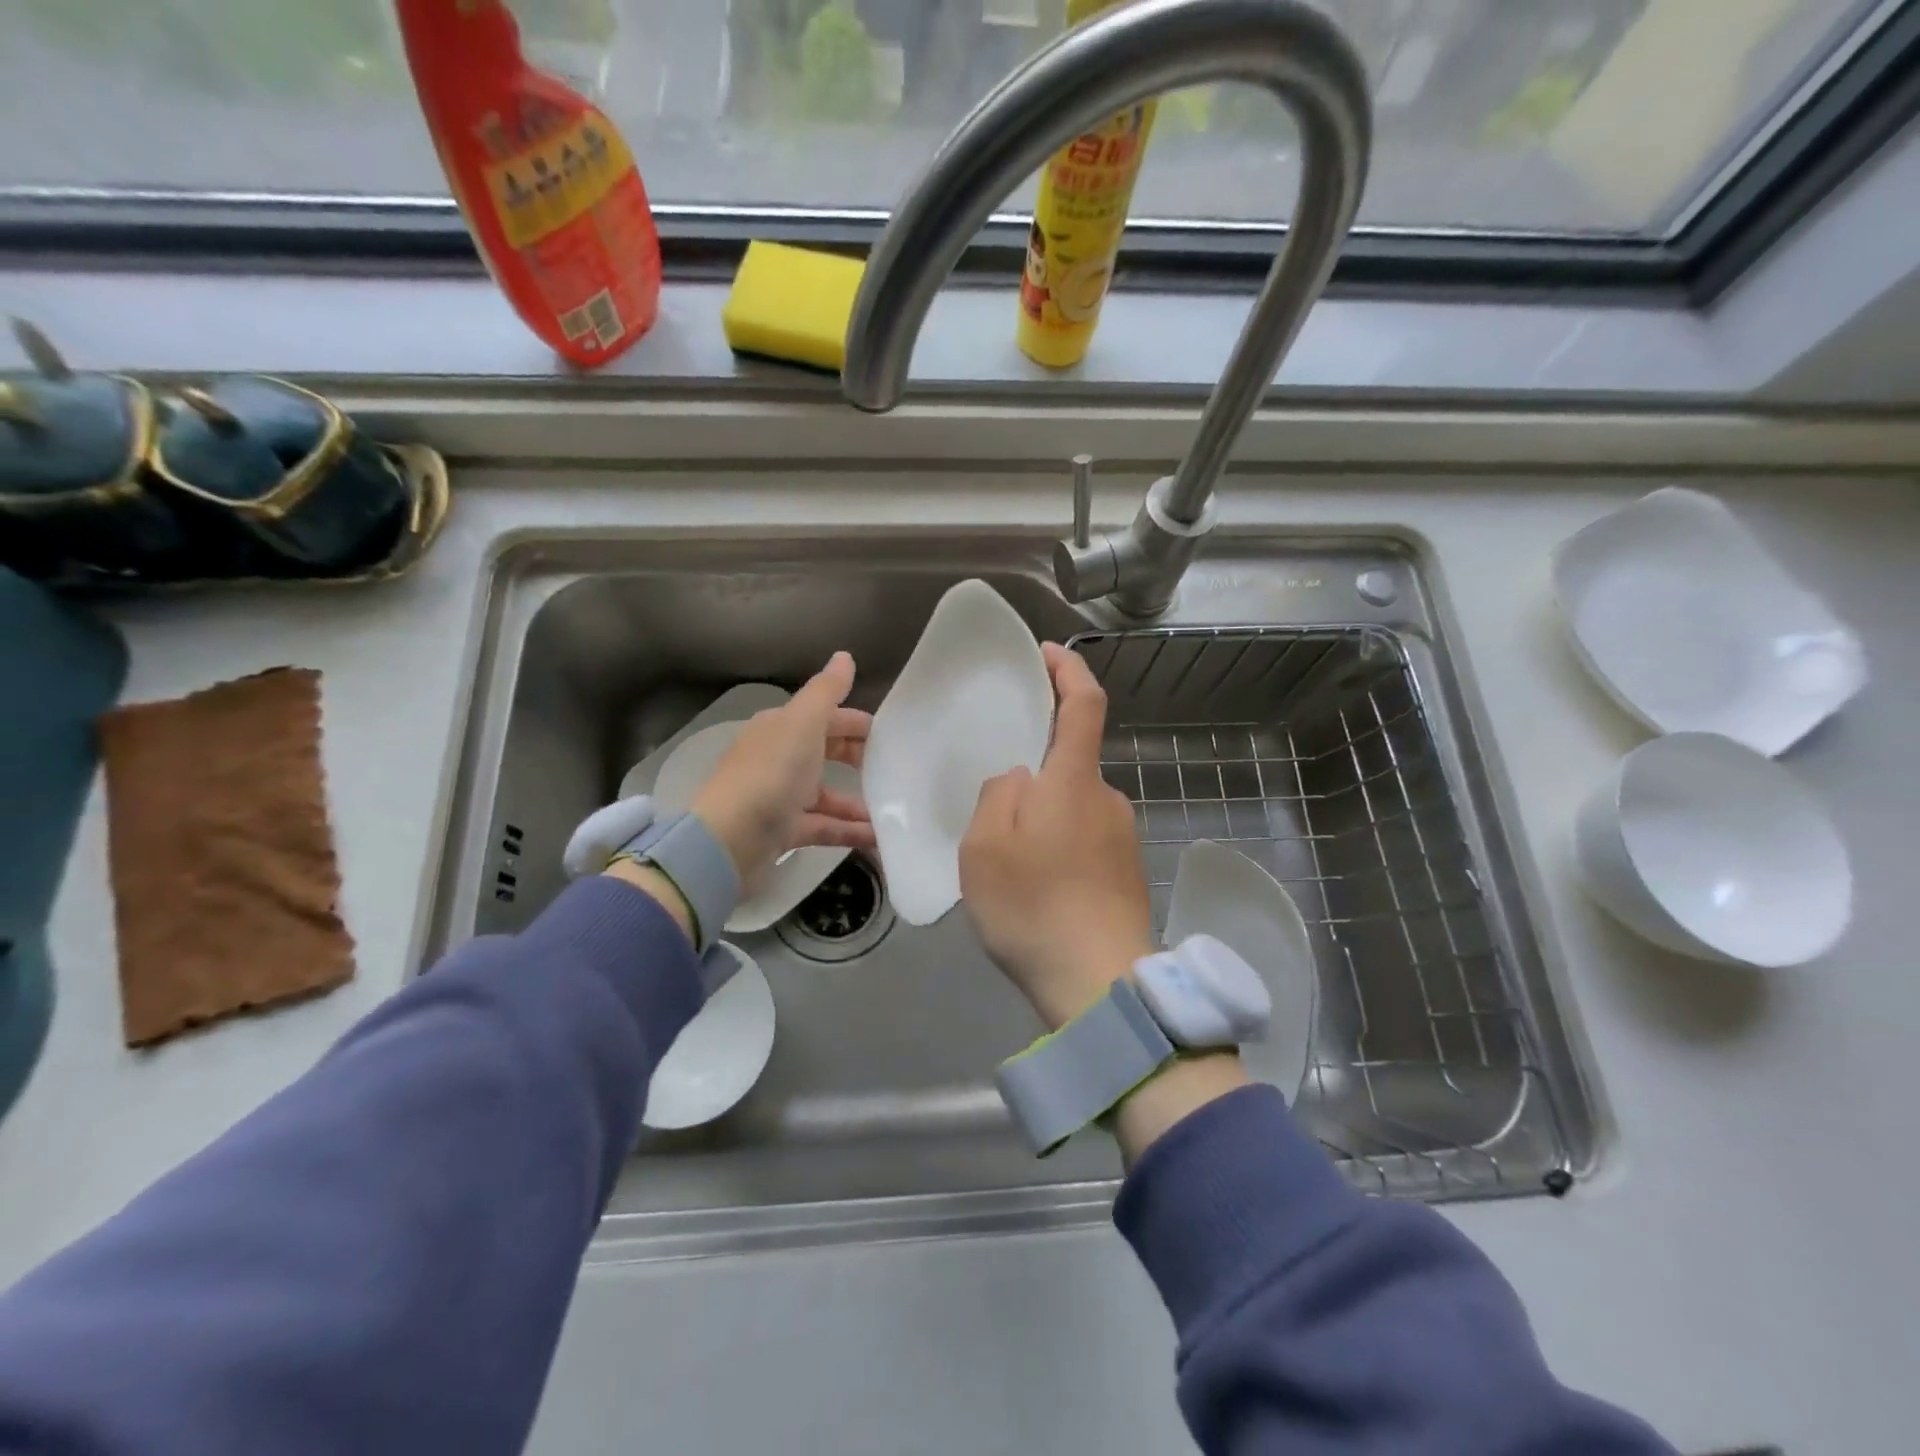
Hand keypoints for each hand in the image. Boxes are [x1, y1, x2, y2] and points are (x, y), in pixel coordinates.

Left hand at [689, 652, 874, 892]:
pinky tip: (880, 838)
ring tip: (897, 811)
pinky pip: (825, 827)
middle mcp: (779, 759)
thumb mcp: (803, 723)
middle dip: (860, 760)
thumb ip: (827, 691)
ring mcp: (781, 797)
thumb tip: (845, 656)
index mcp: (781, 729)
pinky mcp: (784, 832)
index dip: (857, 723)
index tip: (892, 737)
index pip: (825, 718)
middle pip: (827, 754)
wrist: (729, 841)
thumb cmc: (770, 774)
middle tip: (897, 771)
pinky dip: (850, 831)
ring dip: (860, 802)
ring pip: (828, 795)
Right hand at [959, 642, 1155, 1028]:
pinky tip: (1035, 886)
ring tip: (1007, 859)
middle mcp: (1107, 798)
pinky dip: (1058, 846)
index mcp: (1074, 781)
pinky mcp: (1127, 871)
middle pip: (1071, 762)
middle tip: (993, 808)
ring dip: (1042, 817)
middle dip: (1035, 770)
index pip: (1084, 704)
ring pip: (1073, 806)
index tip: (1045, 653)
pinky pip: (1084, 839)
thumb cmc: (1034, 907)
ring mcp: (1123, 837)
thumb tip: (1020, 779)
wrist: (1101, 985)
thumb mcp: (986, 847)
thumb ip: (999, 795)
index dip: (1067, 671)